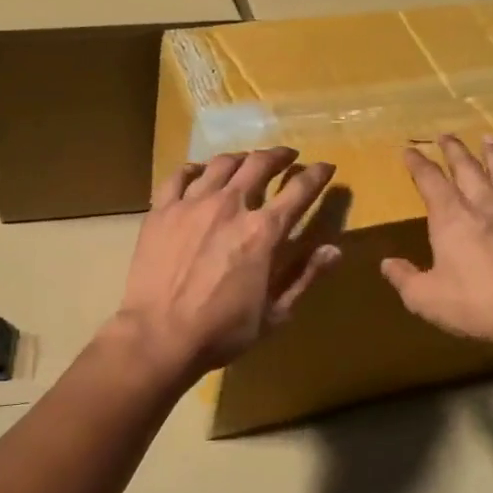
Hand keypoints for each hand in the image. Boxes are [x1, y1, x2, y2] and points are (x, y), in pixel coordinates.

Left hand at [114, 147, 342, 384]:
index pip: (299, 191)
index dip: (317, 175)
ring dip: (240, 158)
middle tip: (287, 156)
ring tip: (246, 160)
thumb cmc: (222, 331)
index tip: (325, 167)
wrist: (159, 336)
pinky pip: (179, 176)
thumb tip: (334, 249)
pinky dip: (194, 169)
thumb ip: (305, 277)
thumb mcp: (274, 314)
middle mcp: (230, 206)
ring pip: (221, 164)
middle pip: (259, 164)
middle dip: (279, 156)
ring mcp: (192, 204)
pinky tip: (199, 171)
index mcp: (263, 231)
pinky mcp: (162, 210)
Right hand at [381, 135, 492, 383]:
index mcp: (451, 217)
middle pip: (467, 170)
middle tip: (446, 135)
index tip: (409, 150)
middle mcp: (483, 208)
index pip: (430, 180)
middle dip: (454, 150)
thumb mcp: (423, 296)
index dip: (418, 164)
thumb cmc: (472, 305)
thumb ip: (403, 277)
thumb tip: (387, 264)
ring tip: (489, 139)